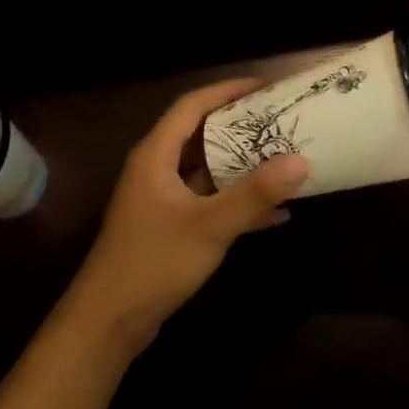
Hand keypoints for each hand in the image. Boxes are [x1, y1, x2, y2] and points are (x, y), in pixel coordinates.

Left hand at [64, 78, 311, 353]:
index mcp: (156, 154)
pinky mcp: (169, 225)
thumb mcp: (210, 226)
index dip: (227, 90)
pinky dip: (236, 201)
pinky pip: (208, 200)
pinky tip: (275, 213)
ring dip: (242, 165)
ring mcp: (162, 198)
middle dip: (241, 126)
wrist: (108, 322)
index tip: (264, 86)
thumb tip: (300, 161)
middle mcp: (156, 168)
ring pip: (207, 169)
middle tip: (280, 119)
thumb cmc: (154, 262)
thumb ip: (255, 195)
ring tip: (283, 157)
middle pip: (202, 133)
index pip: (193, 105)